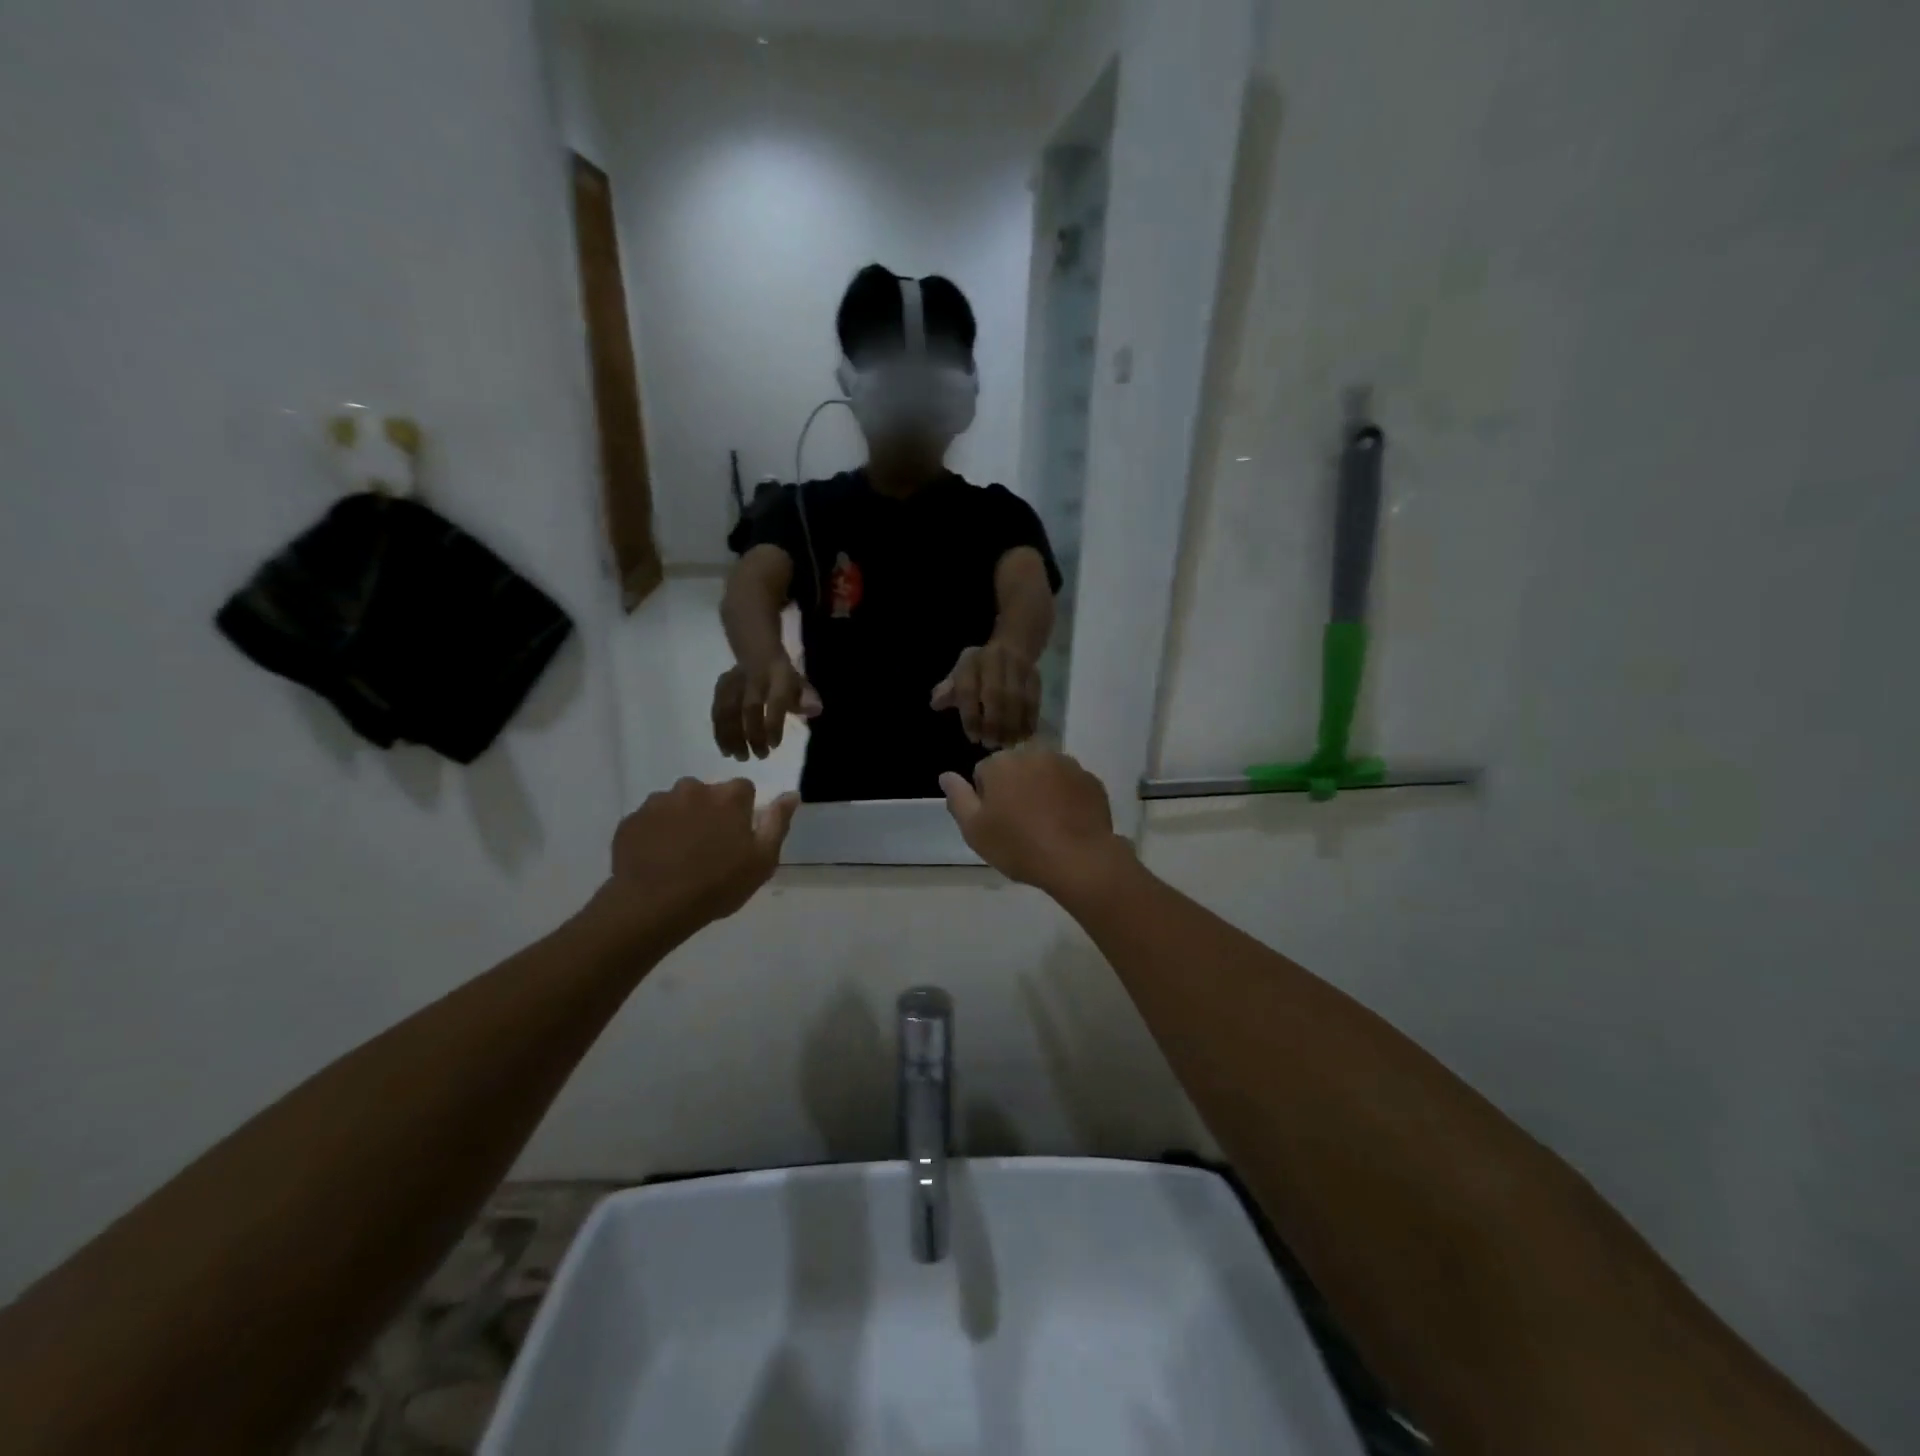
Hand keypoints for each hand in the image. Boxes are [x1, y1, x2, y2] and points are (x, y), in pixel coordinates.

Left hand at [603, 778, 799, 932]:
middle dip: (709, 812)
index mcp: (728, 796)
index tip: (738, 837)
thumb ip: (777, 822)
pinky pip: (649, 821)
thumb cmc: (717, 884)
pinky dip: (654, 834)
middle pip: (707, 794)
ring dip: (681, 821)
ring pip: (676, 805)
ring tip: (679, 856)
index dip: (742, 812)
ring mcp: (657, 802)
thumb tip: (792, 794)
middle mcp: (692, 788)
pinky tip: (657, 860)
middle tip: (708, 848)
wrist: (653, 906)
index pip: (743, 789)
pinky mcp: (631, 820)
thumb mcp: (762, 860)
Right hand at [712, 657, 821, 760]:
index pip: (776, 699)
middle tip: (760, 756)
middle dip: (754, 733)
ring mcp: (735, 680)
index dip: (774, 723)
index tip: (774, 745)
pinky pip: (718, 708)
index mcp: (778, 674)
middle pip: (751, 706)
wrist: (757, 649)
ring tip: (735, 755)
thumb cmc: (781, 673)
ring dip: (730, 735)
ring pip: (729, 708)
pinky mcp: (722, 685)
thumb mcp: (799, 682)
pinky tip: (723, 746)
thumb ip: (805, 698)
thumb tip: (816, 709)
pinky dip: (719, 729)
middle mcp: (754, 677)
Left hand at [931, 641, 1039, 747]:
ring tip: (1007, 744)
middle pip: (996, 695)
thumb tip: (936, 703)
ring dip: (1012, 726)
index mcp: (972, 662)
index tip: (973, 737)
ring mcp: (1018, 668)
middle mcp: (995, 662)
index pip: (968, 690)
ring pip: (1018, 700)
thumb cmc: (979, 668)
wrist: (1013, 647)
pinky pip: (1034, 701)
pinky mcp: (1035, 677)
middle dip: (993, 723)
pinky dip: (1029, 721)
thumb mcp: (960, 673)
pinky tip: (1023, 736)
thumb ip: (948, 690)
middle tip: (991, 743)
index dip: (971, 716)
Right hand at [939, 750, 1132, 897]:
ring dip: (1041, 790)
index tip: (996, 823)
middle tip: (1019, 824)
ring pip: (1044, 773)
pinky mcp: (1091, 780)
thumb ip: (957, 798)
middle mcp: (1034, 752)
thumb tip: (945, 775)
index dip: (986, 799)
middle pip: (1015, 768)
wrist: (1078, 859)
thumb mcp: (974, 829)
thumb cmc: (1019, 845)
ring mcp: (1067, 764)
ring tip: (1045, 825)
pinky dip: (1066, 798)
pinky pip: (1070, 785)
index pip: (983, 772)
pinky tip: (1067, 824)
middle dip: (1014, 788)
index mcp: (1002, 762)